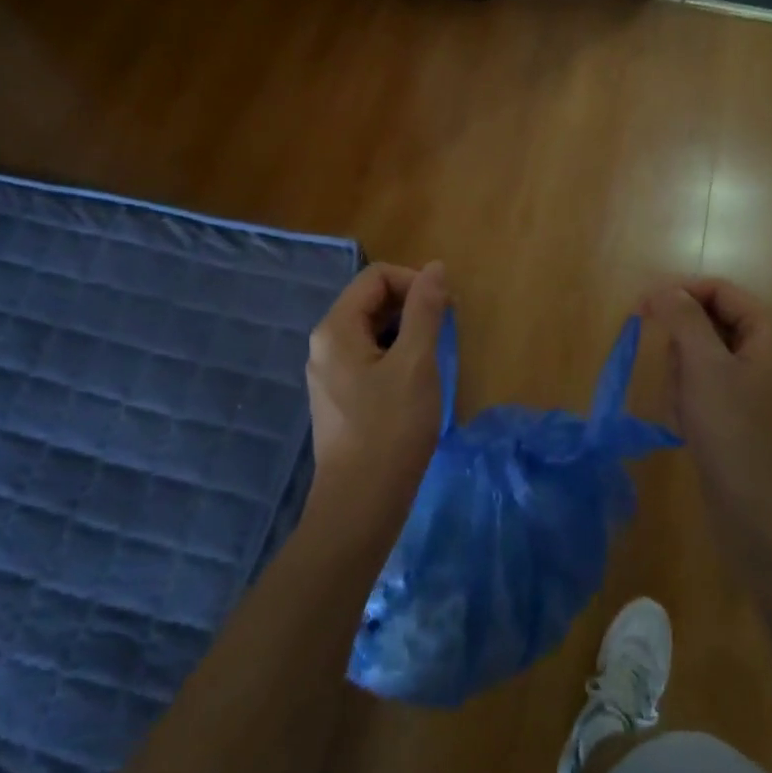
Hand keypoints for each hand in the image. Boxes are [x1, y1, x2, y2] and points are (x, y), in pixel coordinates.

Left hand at [303, 261, 448, 543]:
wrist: (360, 504)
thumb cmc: (391, 429)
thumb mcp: (416, 364)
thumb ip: (425, 311)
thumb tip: (435, 268)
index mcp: (335, 329)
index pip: (376, 277)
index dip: (414, 281)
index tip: (447, 307)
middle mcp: (324, 344)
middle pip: (370, 301)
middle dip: (411, 305)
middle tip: (447, 328)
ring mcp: (328, 373)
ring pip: (370, 331)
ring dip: (406, 331)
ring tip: (435, 355)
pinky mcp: (339, 397)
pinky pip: (367, 357)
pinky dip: (395, 355)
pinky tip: (416, 381)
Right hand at [642, 279, 771, 559]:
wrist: (758, 509)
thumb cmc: (733, 430)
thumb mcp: (703, 366)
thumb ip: (683, 318)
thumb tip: (664, 289)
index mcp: (771, 330)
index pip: (717, 289)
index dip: (677, 293)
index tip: (639, 310)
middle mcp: (769, 348)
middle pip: (707, 321)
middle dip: (682, 347)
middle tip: (679, 378)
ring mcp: (756, 379)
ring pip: (699, 353)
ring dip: (682, 376)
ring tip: (687, 408)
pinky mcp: (742, 406)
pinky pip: (704, 382)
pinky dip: (689, 397)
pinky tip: (690, 424)